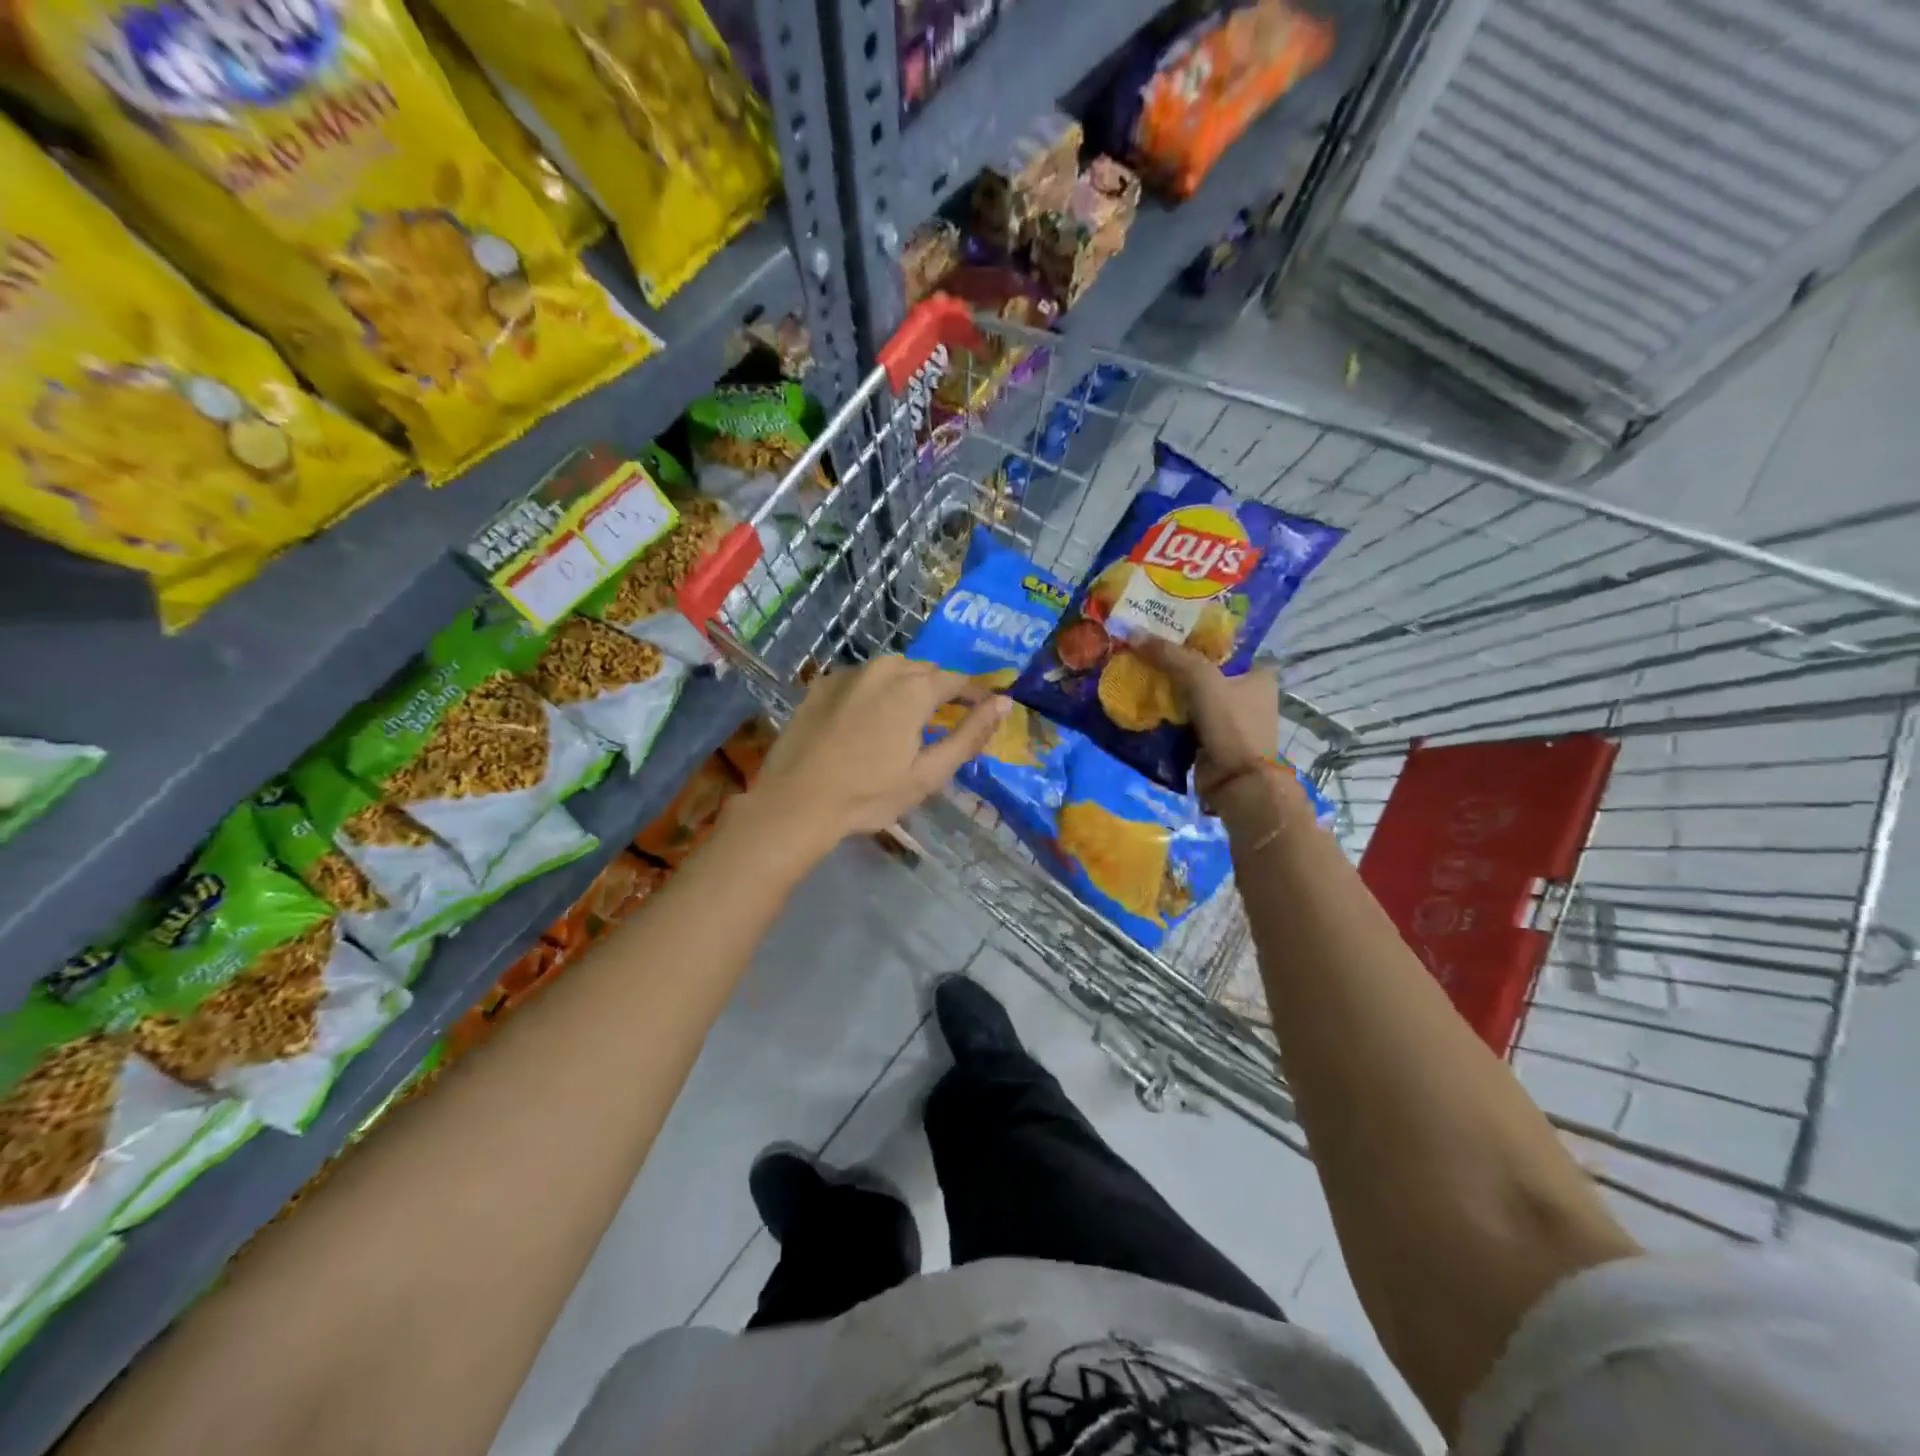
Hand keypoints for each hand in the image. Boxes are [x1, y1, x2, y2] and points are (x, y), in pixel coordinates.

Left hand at [740, 656, 1009, 862]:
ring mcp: (848, 674)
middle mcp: (883, 669)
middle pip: (924, 670)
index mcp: (913, 688)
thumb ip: (969, 735)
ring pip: (891, 671)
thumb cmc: (869, 794)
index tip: (985, 708)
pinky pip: (861, 679)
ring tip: (908, 717)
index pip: (956, 680)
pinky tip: (868, 718)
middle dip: (940, 689)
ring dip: (907, 686)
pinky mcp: (821, 685)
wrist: (795, 802)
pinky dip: (874, 691)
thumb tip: (1003, 703)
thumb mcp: (928, 773)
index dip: (975, 693)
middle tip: (946, 718)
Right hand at [1134, 639, 1280, 803]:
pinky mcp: (1211, 739)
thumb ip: (1170, 655)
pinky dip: (1166, 712)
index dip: (1196, 635)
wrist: (1236, 783)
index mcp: (1258, 673)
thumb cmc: (1231, 724)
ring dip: (1167, 689)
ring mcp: (1229, 719)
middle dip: (1175, 663)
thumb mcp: (1201, 680)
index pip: (1224, 645)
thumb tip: (1133, 633)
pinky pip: (1183, 718)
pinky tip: (1142, 701)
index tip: (1166, 629)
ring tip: (1136, 671)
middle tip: (1143, 649)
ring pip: (1191, 695)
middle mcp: (1247, 693)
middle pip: (1203, 669)